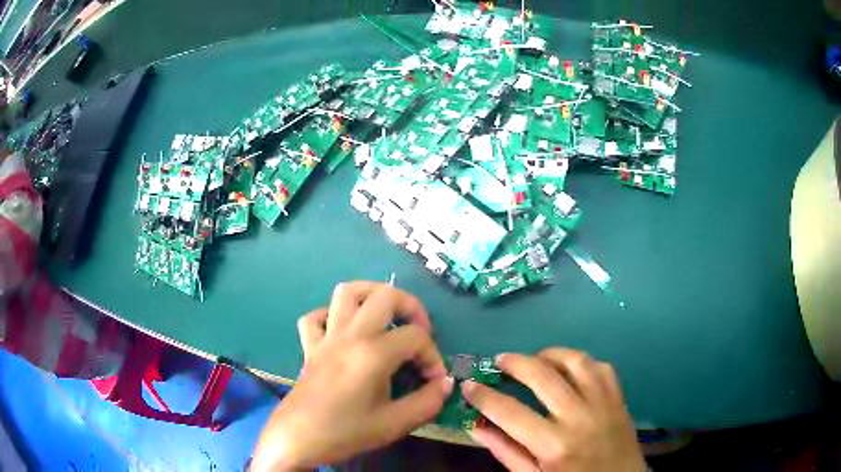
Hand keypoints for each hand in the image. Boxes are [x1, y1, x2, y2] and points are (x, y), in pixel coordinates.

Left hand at [251, 281, 451, 470]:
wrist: (298, 439)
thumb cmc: (345, 433)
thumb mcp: (394, 424)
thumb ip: (427, 402)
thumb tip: (445, 384)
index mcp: (373, 354)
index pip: (416, 337)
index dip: (433, 356)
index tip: (434, 381)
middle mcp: (350, 335)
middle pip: (385, 295)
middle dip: (412, 307)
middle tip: (419, 332)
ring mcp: (326, 337)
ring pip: (347, 292)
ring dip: (372, 295)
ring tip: (387, 315)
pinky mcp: (309, 346)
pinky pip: (316, 317)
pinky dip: (332, 316)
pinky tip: (345, 332)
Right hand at [462, 349, 645, 471]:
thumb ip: (507, 453)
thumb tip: (477, 427)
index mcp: (553, 445)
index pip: (509, 412)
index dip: (483, 396)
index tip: (469, 385)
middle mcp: (579, 417)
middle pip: (542, 376)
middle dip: (515, 362)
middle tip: (499, 361)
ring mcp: (603, 403)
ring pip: (575, 361)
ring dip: (550, 354)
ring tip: (534, 359)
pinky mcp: (619, 398)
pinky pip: (601, 367)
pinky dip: (581, 362)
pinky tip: (568, 369)